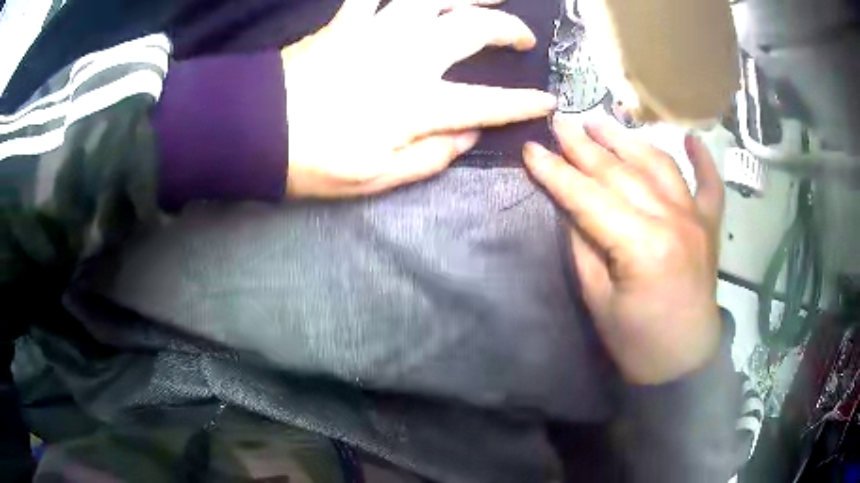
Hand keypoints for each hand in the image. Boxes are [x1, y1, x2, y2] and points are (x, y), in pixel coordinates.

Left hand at [282, 0, 555, 197]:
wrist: (257, 131)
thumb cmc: (313, 161)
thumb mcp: (375, 179)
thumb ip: (430, 157)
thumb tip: (468, 137)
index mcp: (416, 104)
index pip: (486, 102)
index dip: (522, 103)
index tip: (547, 101)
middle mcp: (406, 58)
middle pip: (471, 30)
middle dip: (506, 30)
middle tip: (522, 37)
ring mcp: (376, 32)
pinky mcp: (347, 22)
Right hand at [523, 119, 724, 384]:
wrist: (683, 362)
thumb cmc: (636, 341)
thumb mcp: (597, 299)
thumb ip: (584, 245)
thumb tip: (571, 204)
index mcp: (642, 246)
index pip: (589, 197)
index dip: (556, 173)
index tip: (530, 149)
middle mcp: (673, 220)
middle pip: (622, 173)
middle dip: (584, 146)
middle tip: (560, 123)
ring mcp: (696, 218)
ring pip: (660, 165)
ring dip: (628, 140)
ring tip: (601, 122)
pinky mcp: (710, 226)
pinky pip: (710, 184)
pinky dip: (702, 160)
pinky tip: (691, 139)